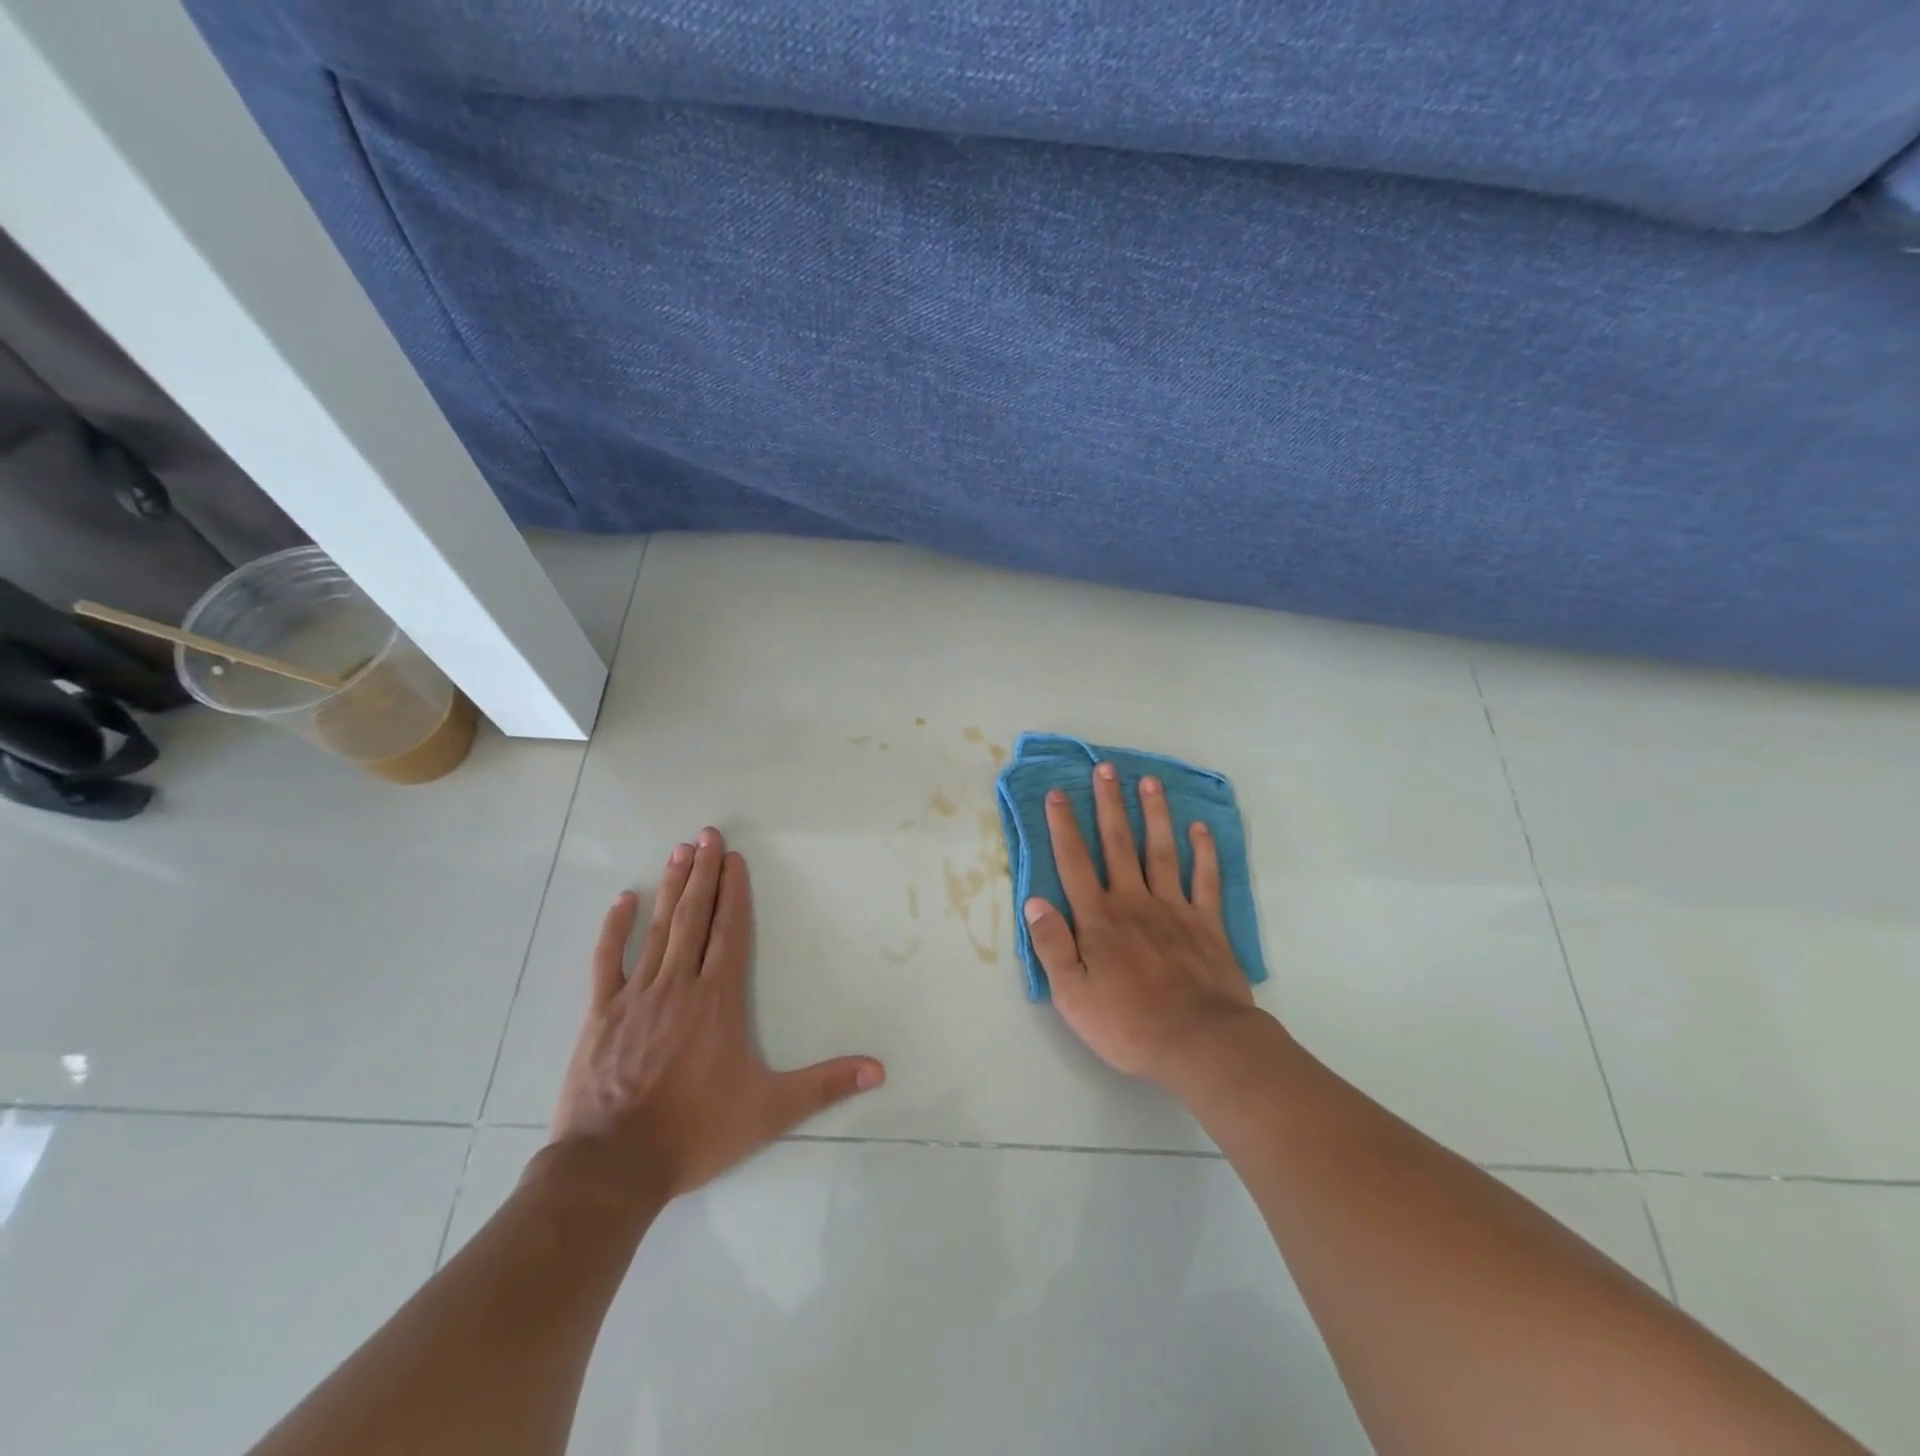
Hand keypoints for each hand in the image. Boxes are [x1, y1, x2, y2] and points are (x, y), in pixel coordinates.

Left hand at [547, 828, 884, 1202]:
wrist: (613, 1167)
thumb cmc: (695, 1132)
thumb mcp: (769, 1111)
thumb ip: (824, 1086)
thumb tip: (879, 1069)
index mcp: (717, 1001)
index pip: (730, 933)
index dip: (734, 893)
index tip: (733, 858)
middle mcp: (679, 985)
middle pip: (695, 918)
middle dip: (702, 873)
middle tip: (706, 834)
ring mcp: (636, 996)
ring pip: (658, 929)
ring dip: (670, 888)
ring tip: (678, 851)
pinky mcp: (600, 1014)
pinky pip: (607, 960)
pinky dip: (614, 928)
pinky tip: (622, 899)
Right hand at [1024, 765, 1261, 1086]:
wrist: (1200, 1043)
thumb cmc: (1128, 1023)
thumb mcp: (1072, 995)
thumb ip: (1052, 945)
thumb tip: (1034, 900)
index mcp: (1099, 919)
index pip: (1075, 862)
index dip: (1063, 826)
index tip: (1058, 793)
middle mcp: (1134, 902)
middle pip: (1118, 844)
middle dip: (1109, 804)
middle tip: (1105, 768)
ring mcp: (1174, 908)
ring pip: (1160, 851)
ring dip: (1153, 814)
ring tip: (1148, 781)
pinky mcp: (1207, 923)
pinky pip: (1205, 880)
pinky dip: (1203, 852)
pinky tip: (1199, 829)